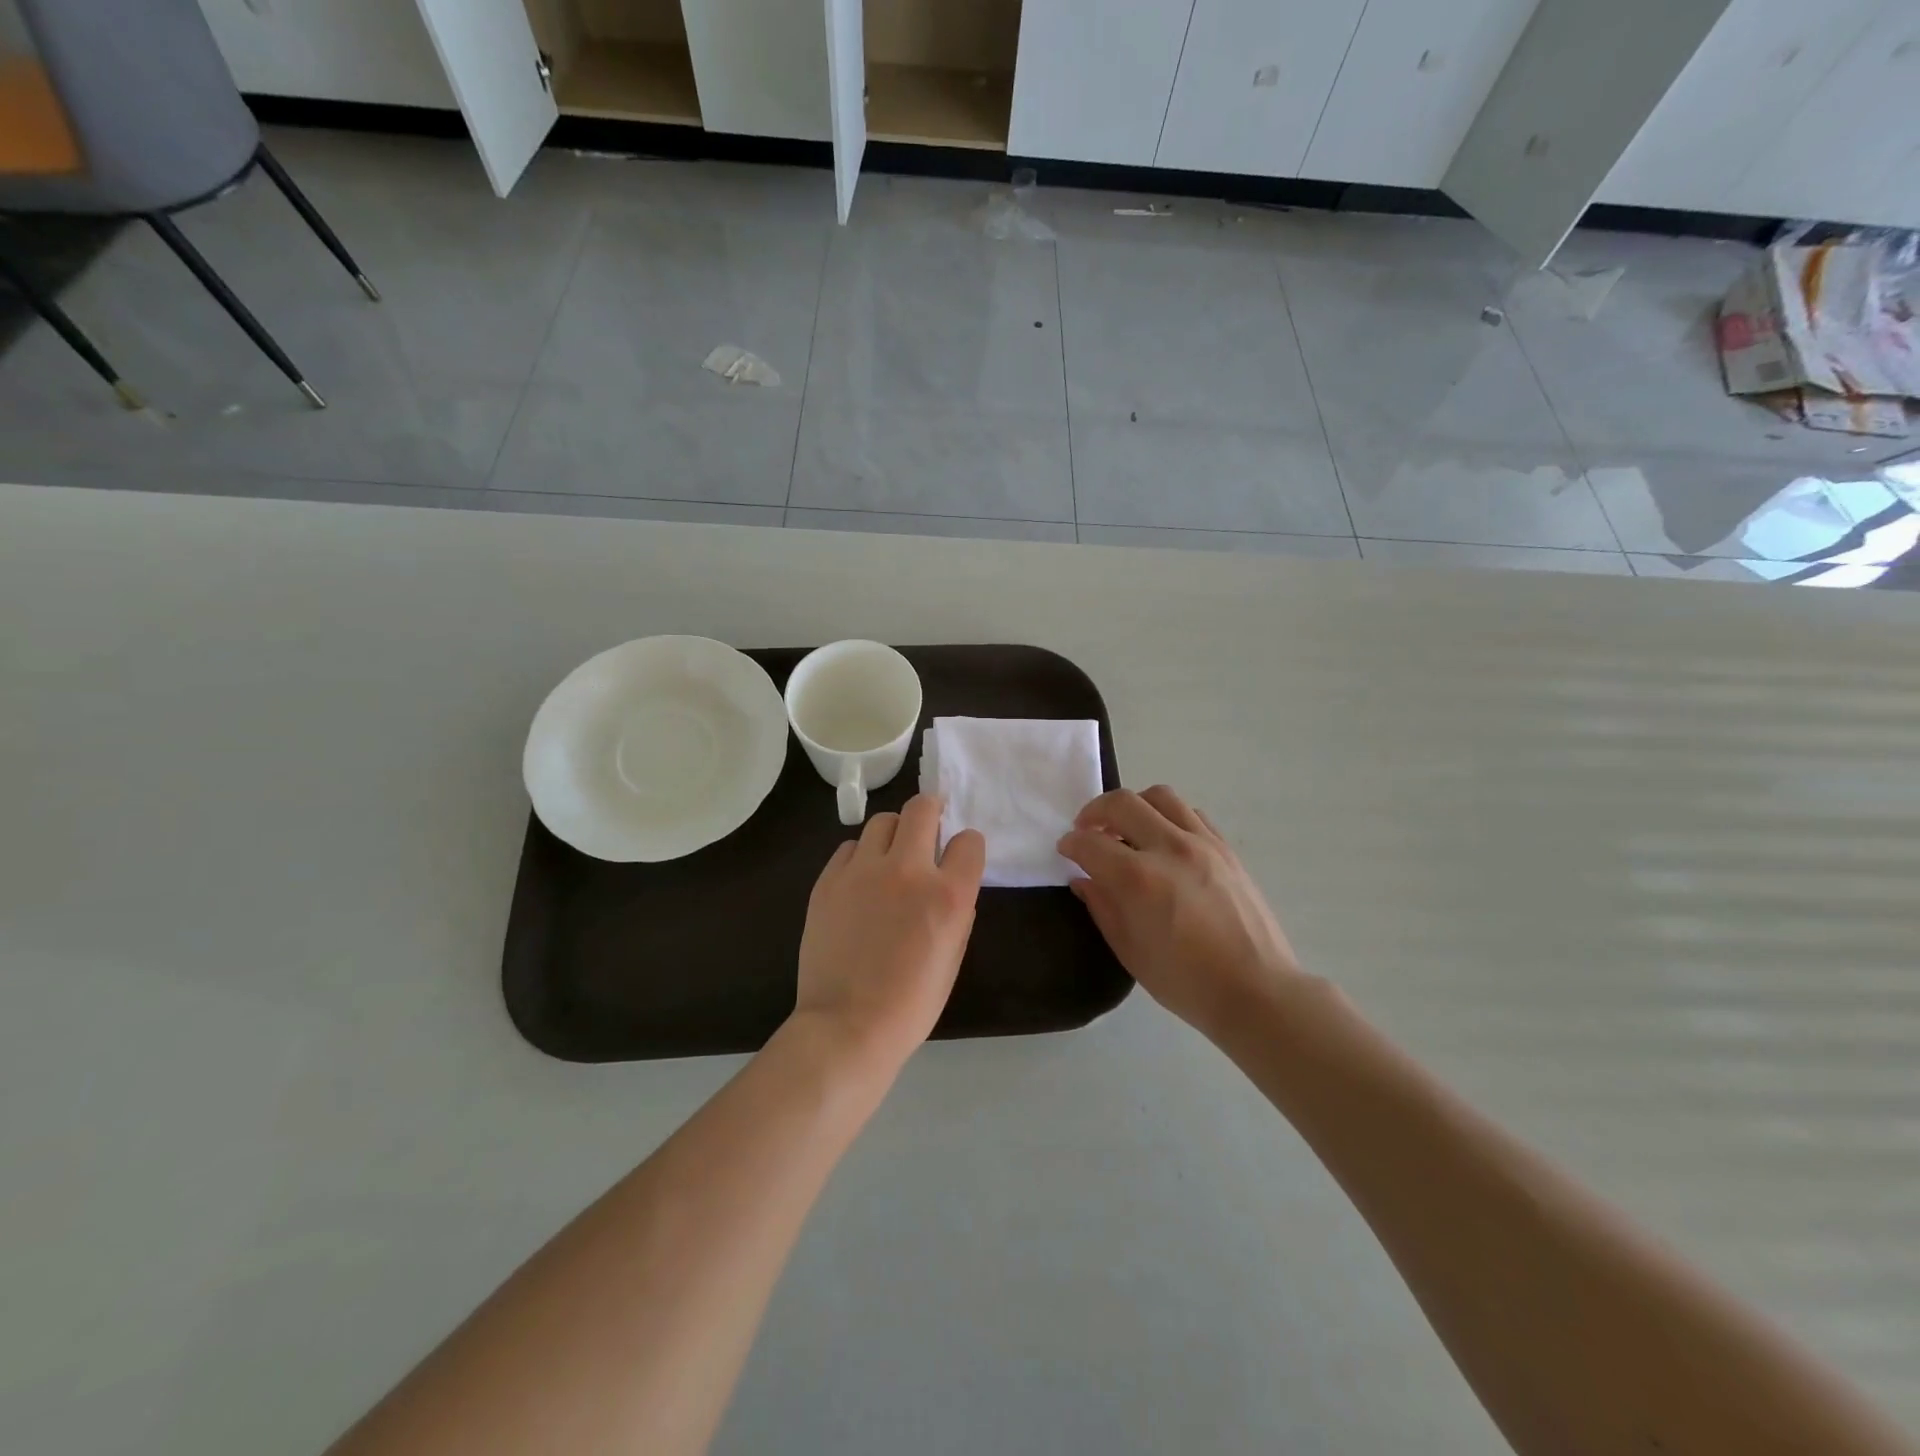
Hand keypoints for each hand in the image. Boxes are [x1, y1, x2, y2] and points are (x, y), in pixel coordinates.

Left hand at [793, 794, 986, 1068]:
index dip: (967, 847)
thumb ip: (957, 910)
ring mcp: (863, 871)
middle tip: (929, 827)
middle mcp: (908, 871)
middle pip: (922, 808)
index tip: (959, 857)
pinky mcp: (829, 880)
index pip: (969, 841)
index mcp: (948, 895)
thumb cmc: (911, 1003)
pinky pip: (850, 847)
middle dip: (932, 811)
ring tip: (891, 856)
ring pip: (883, 821)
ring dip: (895, 833)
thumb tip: (949, 883)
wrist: (847, 1026)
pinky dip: (861, 856)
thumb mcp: (953, 957)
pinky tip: (861, 881)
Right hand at [1058, 786, 1303, 1040]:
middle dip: (1094, 812)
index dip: (1070, 844)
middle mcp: (1169, 848)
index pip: (1091, 843)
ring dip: (1133, 806)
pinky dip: (1167, 816)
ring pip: (1159, 796)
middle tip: (1087, 831)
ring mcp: (1202, 843)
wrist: (1256, 991)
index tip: (1065, 850)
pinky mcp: (1226, 848)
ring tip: (1126, 829)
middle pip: (1122, 803)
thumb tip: (1083, 879)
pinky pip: (1190, 813)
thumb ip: (1102, 907)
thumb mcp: (1130, 951)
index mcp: (1139, 879)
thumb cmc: (1186, 982)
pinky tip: (1163, 840)